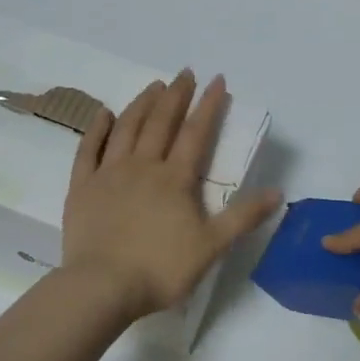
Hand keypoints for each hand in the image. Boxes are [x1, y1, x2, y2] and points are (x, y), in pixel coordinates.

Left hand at [63, 70, 281, 321]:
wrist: (103, 287)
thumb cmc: (160, 269)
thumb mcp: (211, 246)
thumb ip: (243, 217)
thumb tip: (278, 192)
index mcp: (175, 178)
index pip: (196, 133)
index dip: (209, 105)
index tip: (217, 81)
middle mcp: (142, 166)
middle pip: (160, 122)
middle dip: (176, 95)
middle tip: (185, 73)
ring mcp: (108, 173)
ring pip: (126, 128)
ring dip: (141, 103)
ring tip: (153, 85)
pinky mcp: (81, 187)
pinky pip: (88, 149)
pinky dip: (97, 128)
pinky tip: (104, 113)